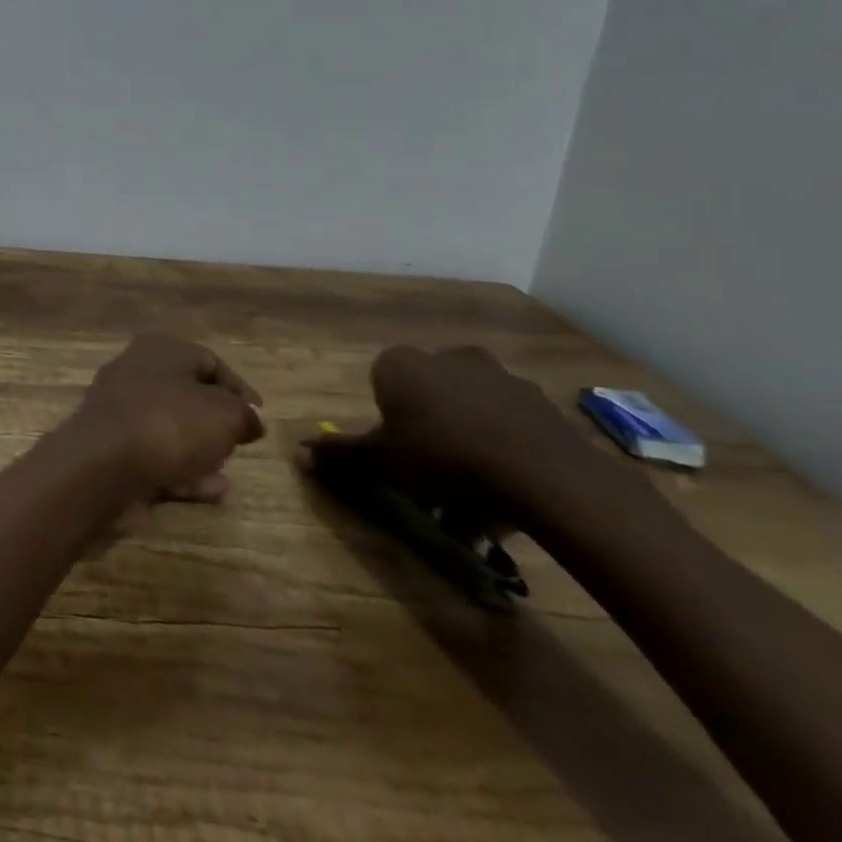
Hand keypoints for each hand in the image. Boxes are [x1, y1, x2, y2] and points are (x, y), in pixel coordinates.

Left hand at [68, 333, 264, 500]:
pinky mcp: (111, 445)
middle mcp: (136, 371)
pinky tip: (211, 493)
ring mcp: (120, 409)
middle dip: (216, 422)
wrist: (103, 463)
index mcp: (161, 349)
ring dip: (201, 451)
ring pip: (171, 428)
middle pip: (187, 395)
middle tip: (238, 444)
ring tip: (226, 474)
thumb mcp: (226, 414)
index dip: (239, 389)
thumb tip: (248, 419)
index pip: (209, 361)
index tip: (259, 417)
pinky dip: (182, 471)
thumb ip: (244, 415)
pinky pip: (155, 455)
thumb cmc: (170, 424)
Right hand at [300, 345, 598, 530]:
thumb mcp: (382, 462)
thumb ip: (341, 454)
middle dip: (429, 422)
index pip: (381, 380)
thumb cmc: (443, 458)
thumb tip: (296, 454)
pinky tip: (511, 482)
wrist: (545, 476)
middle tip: (434, 466)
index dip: (387, 415)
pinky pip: (510, 419)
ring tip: (477, 484)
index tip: (397, 448)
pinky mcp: (540, 400)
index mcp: (400, 364)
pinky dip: (506, 442)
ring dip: (469, 432)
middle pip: (427, 389)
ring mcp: (498, 375)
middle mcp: (445, 356)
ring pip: (470, 403)